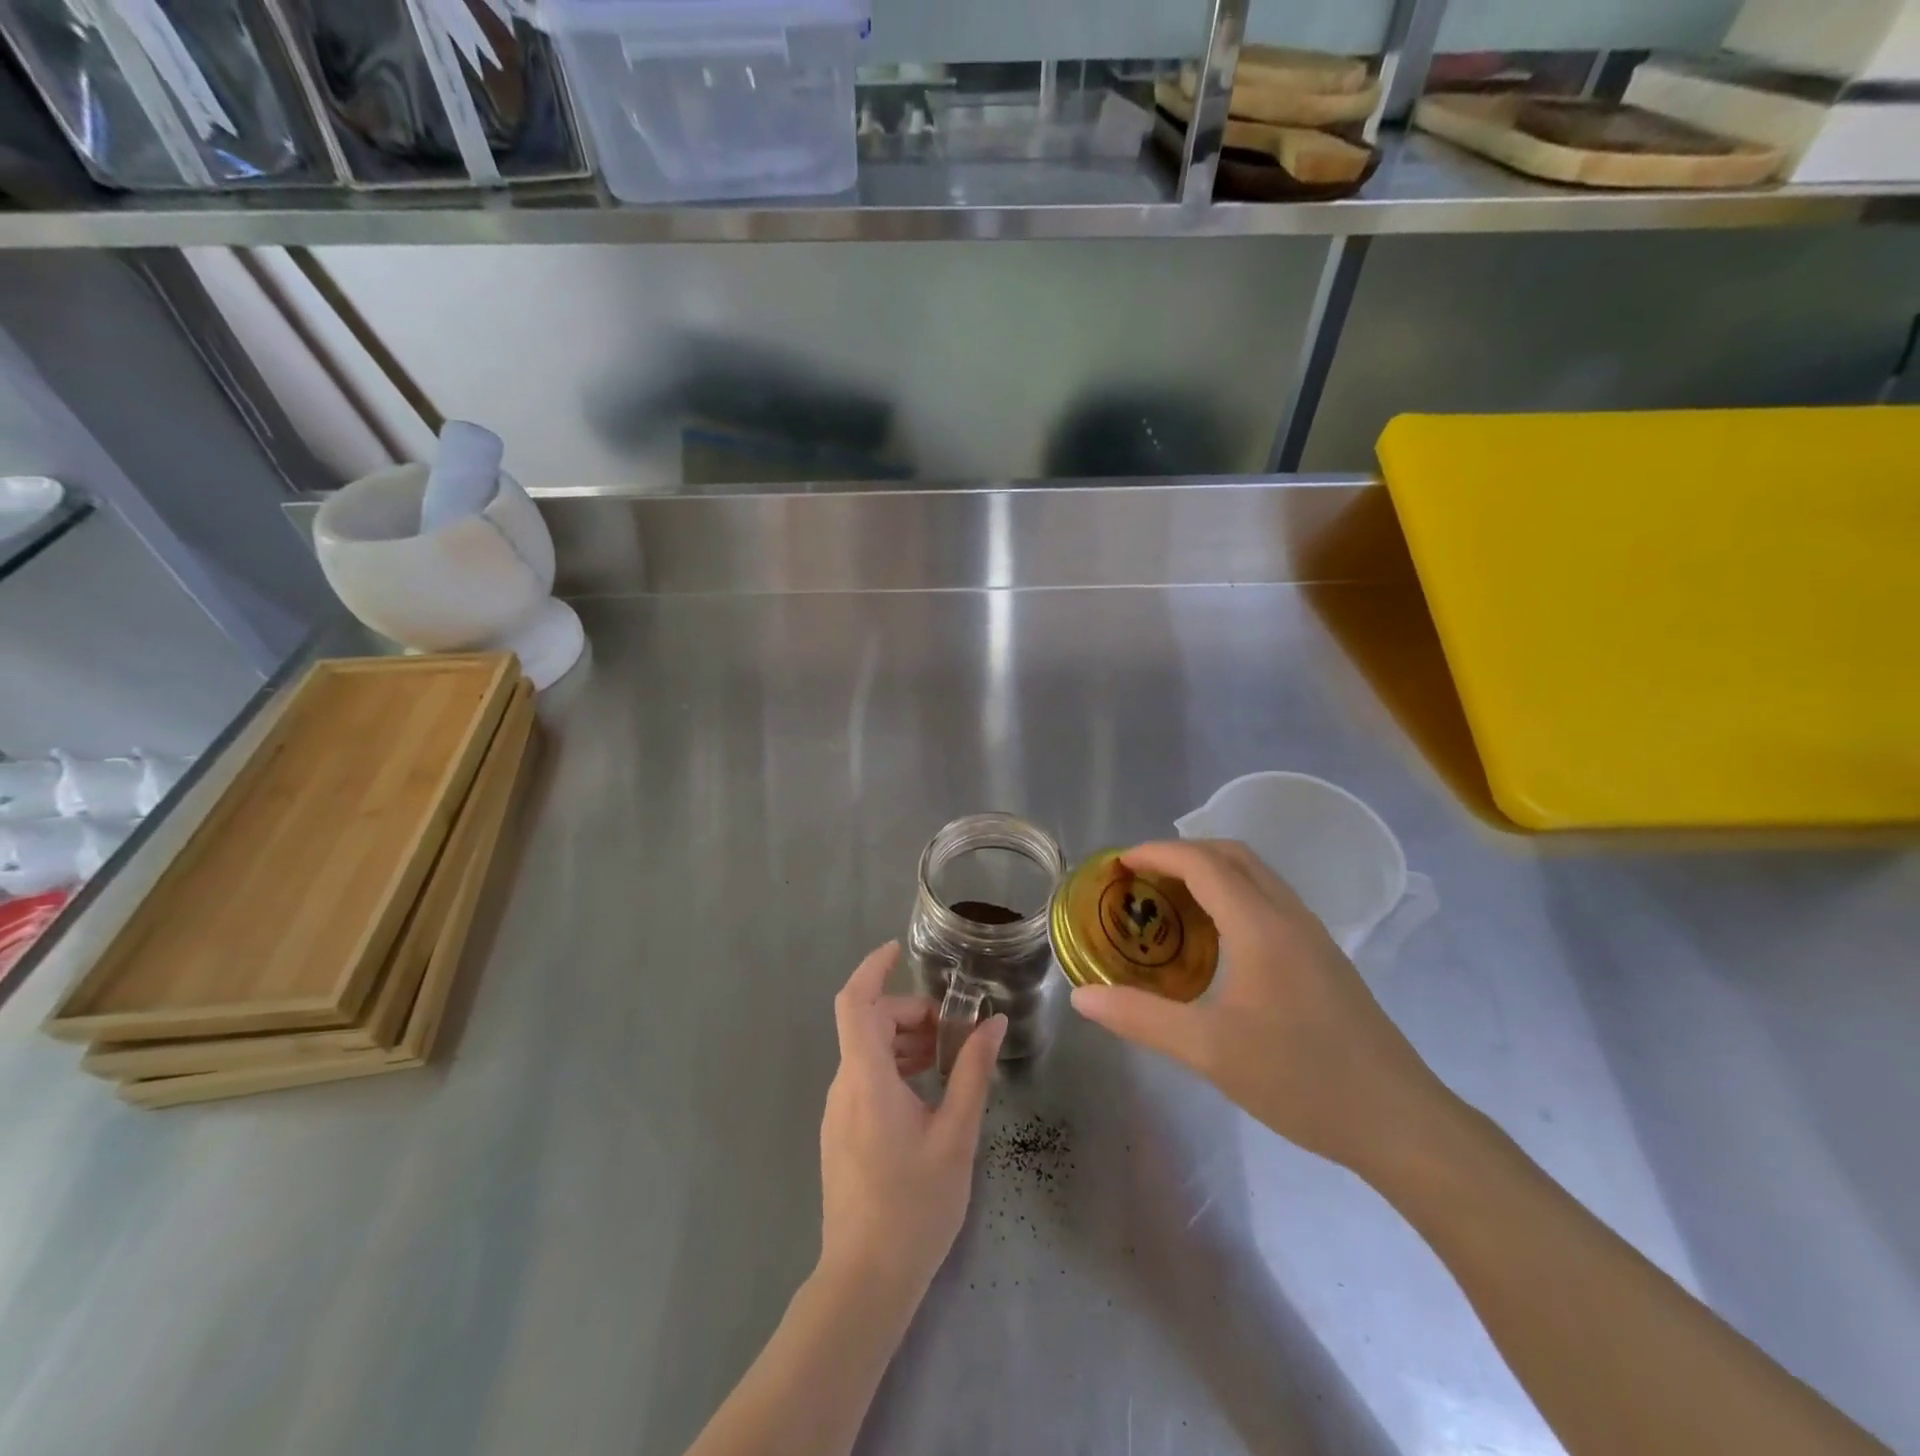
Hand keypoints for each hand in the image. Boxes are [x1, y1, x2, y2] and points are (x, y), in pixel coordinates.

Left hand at [820, 941, 1005, 1298]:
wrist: (865, 1281)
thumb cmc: (914, 1205)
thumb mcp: (955, 1135)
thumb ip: (973, 1072)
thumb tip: (994, 1023)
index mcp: (866, 1078)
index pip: (855, 1002)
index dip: (873, 968)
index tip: (899, 950)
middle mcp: (844, 1086)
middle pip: (870, 1023)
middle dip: (910, 1013)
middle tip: (952, 1033)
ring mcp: (838, 1110)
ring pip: (867, 1051)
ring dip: (905, 1041)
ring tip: (946, 1063)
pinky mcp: (841, 1131)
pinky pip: (864, 1078)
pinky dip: (895, 1067)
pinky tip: (926, 1095)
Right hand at [1069, 839, 1453, 1176]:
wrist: (1400, 1122)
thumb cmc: (1302, 1080)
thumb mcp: (1210, 1052)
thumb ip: (1142, 1018)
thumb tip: (1082, 996)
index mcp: (1260, 926)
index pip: (1203, 864)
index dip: (1157, 853)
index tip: (1119, 864)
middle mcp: (1289, 916)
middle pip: (1233, 855)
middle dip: (1182, 854)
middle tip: (1141, 878)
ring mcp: (1313, 936)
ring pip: (1257, 876)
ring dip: (1211, 872)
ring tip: (1171, 901)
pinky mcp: (1324, 958)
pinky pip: (1270, 901)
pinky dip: (1233, 895)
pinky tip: (1217, 939)